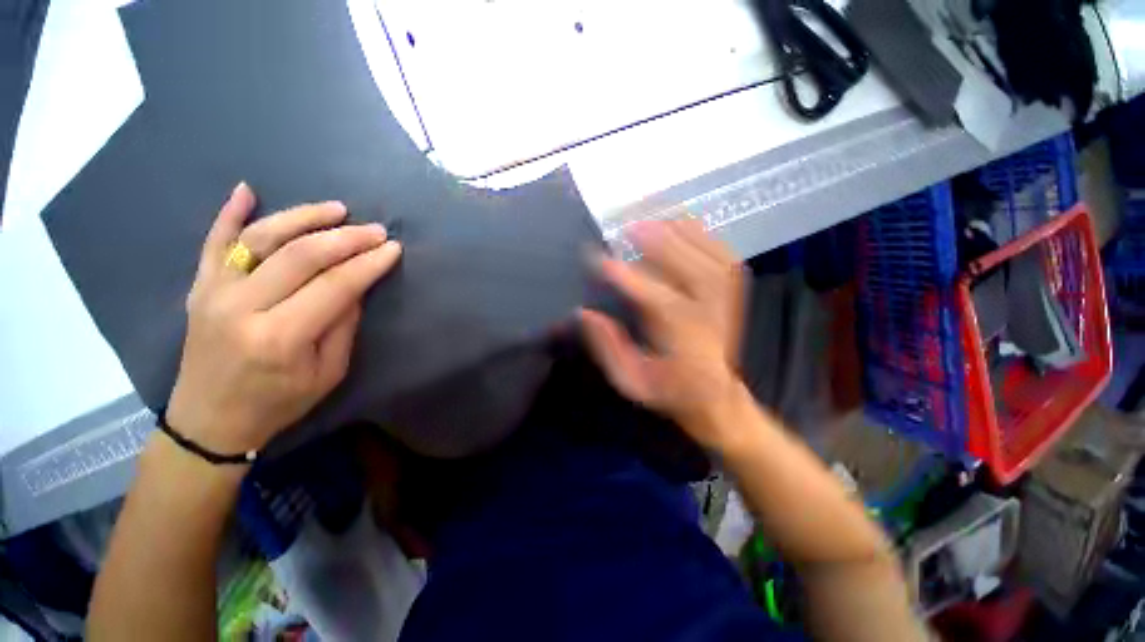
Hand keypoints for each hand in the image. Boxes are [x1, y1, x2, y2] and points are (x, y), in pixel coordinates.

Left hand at [166, 183, 401, 455]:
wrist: (209, 420)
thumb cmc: (278, 402)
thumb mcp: (328, 373)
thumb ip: (343, 325)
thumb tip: (356, 285)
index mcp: (280, 337)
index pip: (334, 286)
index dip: (368, 264)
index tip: (394, 249)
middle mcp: (242, 307)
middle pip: (300, 255)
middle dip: (346, 237)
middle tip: (376, 230)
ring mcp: (214, 292)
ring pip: (260, 238)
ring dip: (302, 217)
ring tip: (337, 209)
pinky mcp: (199, 287)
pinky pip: (212, 242)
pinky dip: (228, 213)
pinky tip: (246, 190)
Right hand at [580, 219, 747, 448]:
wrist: (720, 398)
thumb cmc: (671, 392)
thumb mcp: (632, 382)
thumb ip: (609, 348)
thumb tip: (585, 313)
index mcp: (686, 344)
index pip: (658, 302)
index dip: (628, 279)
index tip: (599, 260)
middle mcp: (712, 317)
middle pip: (690, 270)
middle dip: (658, 243)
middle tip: (627, 226)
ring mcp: (729, 300)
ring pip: (709, 255)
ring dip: (678, 232)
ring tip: (649, 215)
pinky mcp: (735, 291)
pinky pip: (722, 253)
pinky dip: (701, 233)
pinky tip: (679, 221)